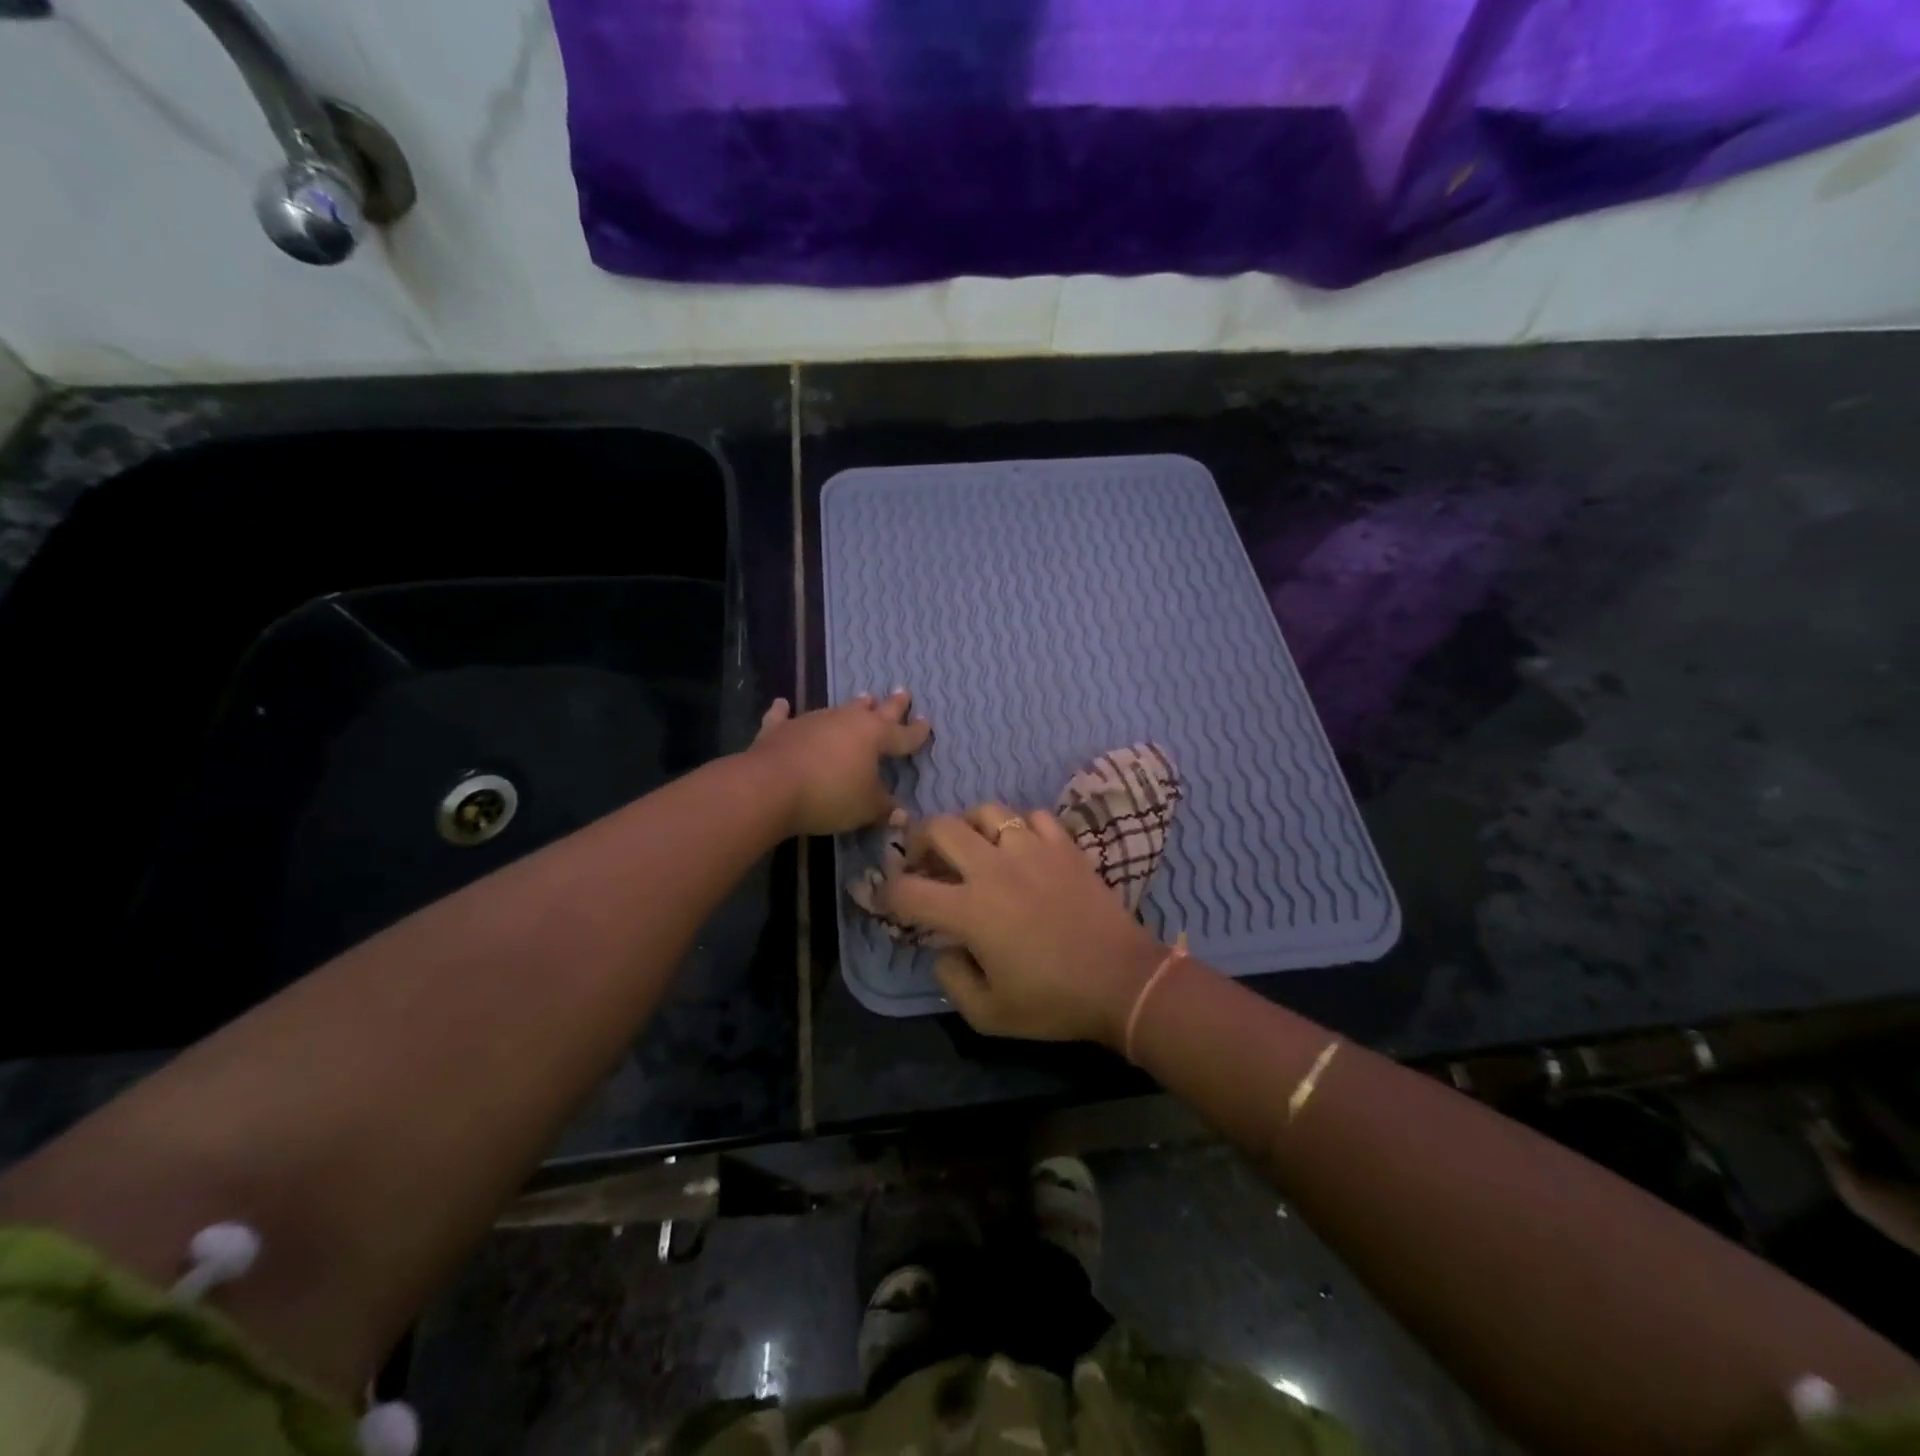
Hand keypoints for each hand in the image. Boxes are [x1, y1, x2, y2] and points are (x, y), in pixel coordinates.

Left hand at [747, 691, 931, 836]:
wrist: (771, 786)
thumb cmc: (831, 795)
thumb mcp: (866, 808)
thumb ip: (885, 807)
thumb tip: (901, 813)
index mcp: (875, 736)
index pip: (903, 734)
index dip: (917, 732)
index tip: (927, 723)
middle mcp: (847, 721)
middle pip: (875, 711)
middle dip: (892, 704)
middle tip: (902, 691)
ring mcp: (812, 721)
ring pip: (838, 710)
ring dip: (851, 707)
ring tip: (863, 698)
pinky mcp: (781, 730)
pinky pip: (785, 717)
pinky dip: (785, 712)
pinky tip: (782, 704)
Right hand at [879, 802, 1168, 1045]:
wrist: (1122, 981)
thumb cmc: (1053, 1002)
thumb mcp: (988, 1014)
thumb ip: (951, 979)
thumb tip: (943, 949)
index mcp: (970, 910)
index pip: (908, 889)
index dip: (888, 893)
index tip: (889, 899)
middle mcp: (994, 868)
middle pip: (940, 828)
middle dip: (919, 840)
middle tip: (923, 860)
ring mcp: (1032, 850)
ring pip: (986, 811)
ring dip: (969, 827)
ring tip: (973, 847)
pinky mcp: (1064, 845)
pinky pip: (1032, 817)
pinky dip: (1019, 828)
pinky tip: (1022, 850)